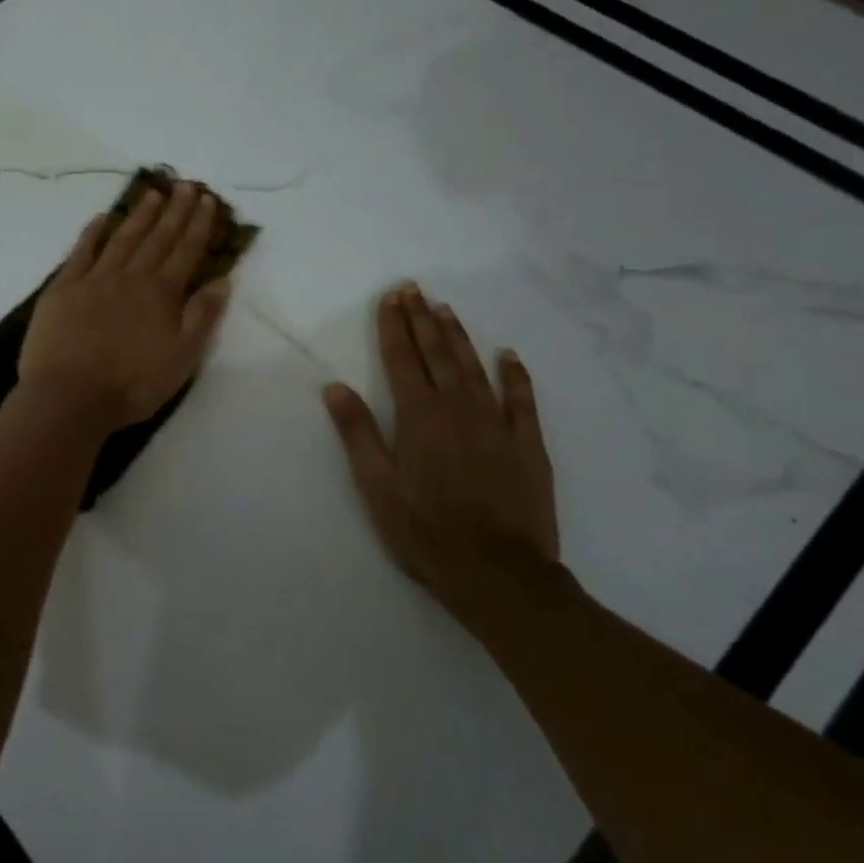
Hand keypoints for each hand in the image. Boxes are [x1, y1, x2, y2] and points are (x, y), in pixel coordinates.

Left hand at [19, 182, 233, 431]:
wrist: (69, 397)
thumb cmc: (131, 386)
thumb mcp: (181, 359)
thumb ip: (202, 317)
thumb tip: (222, 280)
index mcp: (161, 295)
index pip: (186, 252)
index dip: (199, 226)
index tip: (208, 201)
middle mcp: (130, 278)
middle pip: (157, 238)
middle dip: (175, 211)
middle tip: (186, 185)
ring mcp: (94, 280)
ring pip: (122, 238)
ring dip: (139, 215)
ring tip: (153, 194)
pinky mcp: (63, 288)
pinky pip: (81, 251)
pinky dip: (93, 232)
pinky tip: (102, 218)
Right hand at [323, 284, 558, 605]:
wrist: (496, 572)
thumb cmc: (424, 531)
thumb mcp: (376, 486)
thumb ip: (357, 433)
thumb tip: (335, 387)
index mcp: (419, 419)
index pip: (403, 361)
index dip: (394, 328)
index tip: (390, 298)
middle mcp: (459, 410)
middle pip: (438, 356)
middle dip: (423, 320)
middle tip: (414, 290)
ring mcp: (497, 425)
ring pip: (475, 369)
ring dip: (459, 337)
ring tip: (446, 309)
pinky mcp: (528, 446)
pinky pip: (523, 400)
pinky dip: (516, 375)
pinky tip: (508, 355)